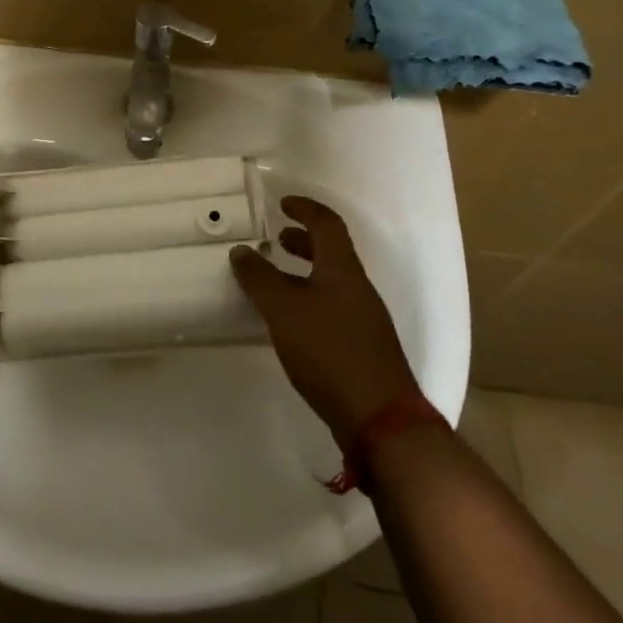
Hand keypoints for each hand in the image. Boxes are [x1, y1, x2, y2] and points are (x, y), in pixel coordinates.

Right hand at [231, 196, 419, 450]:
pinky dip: (309, 299)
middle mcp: (358, 289)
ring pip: (332, 282)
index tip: (283, 203)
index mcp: (343, 270)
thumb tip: (241, 250)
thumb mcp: (284, 310)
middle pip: (332, 252)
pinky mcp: (362, 348)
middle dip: (304, 241)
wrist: (380, 419)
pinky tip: (291, 322)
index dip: (305, 209)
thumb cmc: (329, 351)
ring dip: (304, 272)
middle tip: (277, 239)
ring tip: (276, 281)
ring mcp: (364, 320)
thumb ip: (260, 279)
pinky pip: (333, 307)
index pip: (327, 224)